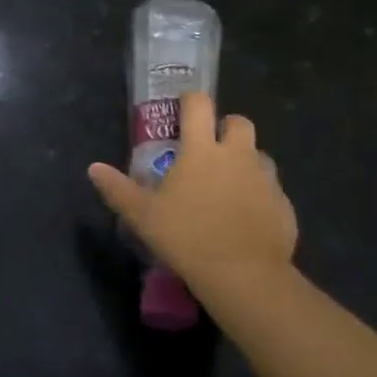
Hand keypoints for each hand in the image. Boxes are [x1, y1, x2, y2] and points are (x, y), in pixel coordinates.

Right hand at [87, 93, 297, 319]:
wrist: (244, 275)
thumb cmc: (187, 237)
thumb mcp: (143, 216)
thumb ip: (118, 189)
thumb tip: (93, 168)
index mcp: (202, 150)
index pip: (199, 105)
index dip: (191, 101)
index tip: (183, 109)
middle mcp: (237, 155)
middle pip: (239, 122)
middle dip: (225, 126)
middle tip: (210, 147)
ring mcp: (265, 179)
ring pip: (259, 155)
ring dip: (245, 160)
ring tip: (229, 184)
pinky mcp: (283, 204)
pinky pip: (272, 189)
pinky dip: (260, 194)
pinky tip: (247, 216)